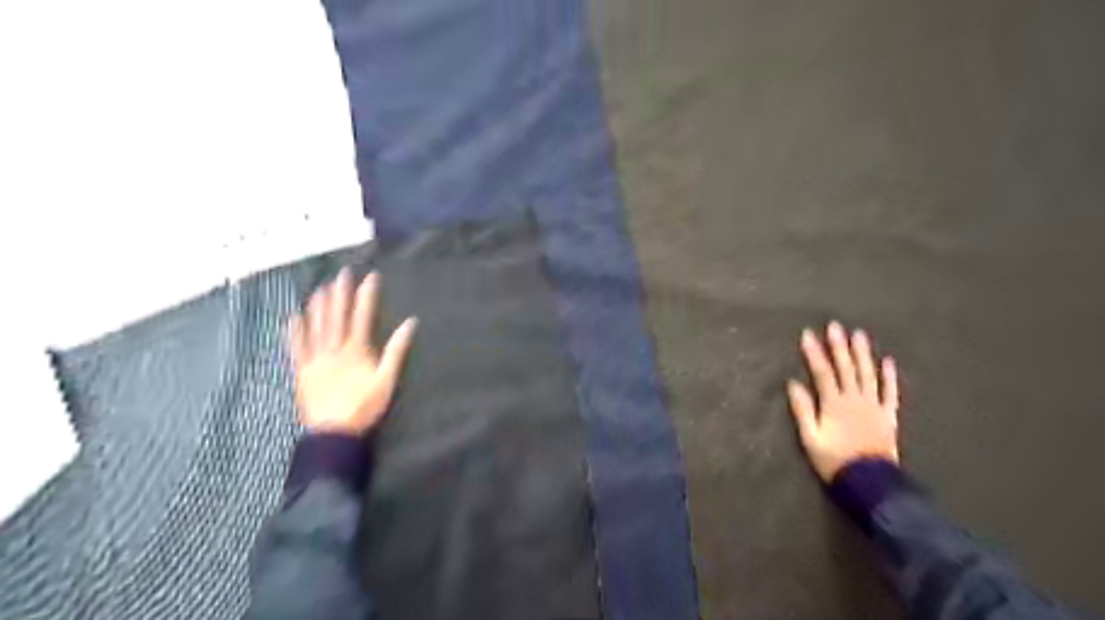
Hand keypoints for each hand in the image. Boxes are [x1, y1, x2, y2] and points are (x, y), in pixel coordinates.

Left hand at [286, 268, 415, 435]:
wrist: (334, 432)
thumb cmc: (364, 406)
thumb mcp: (387, 380)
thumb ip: (396, 351)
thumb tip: (409, 324)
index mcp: (356, 350)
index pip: (362, 316)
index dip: (366, 295)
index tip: (370, 277)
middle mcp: (334, 349)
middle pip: (337, 316)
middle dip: (340, 293)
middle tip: (342, 273)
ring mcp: (315, 359)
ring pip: (315, 326)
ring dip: (318, 306)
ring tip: (320, 287)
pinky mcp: (302, 371)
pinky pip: (296, 347)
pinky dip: (295, 331)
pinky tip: (293, 317)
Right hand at [784, 322, 896, 481]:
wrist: (870, 483)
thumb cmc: (834, 461)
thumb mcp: (810, 438)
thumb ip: (803, 410)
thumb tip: (793, 384)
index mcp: (834, 404)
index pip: (822, 372)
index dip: (814, 353)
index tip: (808, 334)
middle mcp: (855, 399)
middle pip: (846, 368)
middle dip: (839, 346)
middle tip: (835, 325)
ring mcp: (874, 406)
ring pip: (868, 374)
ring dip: (862, 354)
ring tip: (859, 334)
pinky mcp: (888, 416)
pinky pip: (890, 392)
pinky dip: (889, 377)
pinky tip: (887, 362)